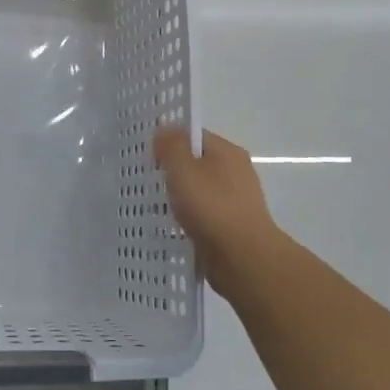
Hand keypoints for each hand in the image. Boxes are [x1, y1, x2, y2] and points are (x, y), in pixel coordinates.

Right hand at [154, 128, 281, 295]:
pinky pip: (204, 216)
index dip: (170, 140)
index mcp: (228, 152)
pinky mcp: (232, 227)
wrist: (243, 259)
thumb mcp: (184, 169)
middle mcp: (236, 172)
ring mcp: (236, 201)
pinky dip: (189, 219)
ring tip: (154, 206)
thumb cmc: (212, 207)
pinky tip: (172, 228)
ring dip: (180, 197)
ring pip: (199, 192)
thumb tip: (165, 129)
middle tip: (147, 179)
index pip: (194, 136)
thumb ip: (171, 146)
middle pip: (197, 163)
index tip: (147, 154)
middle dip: (173, 171)